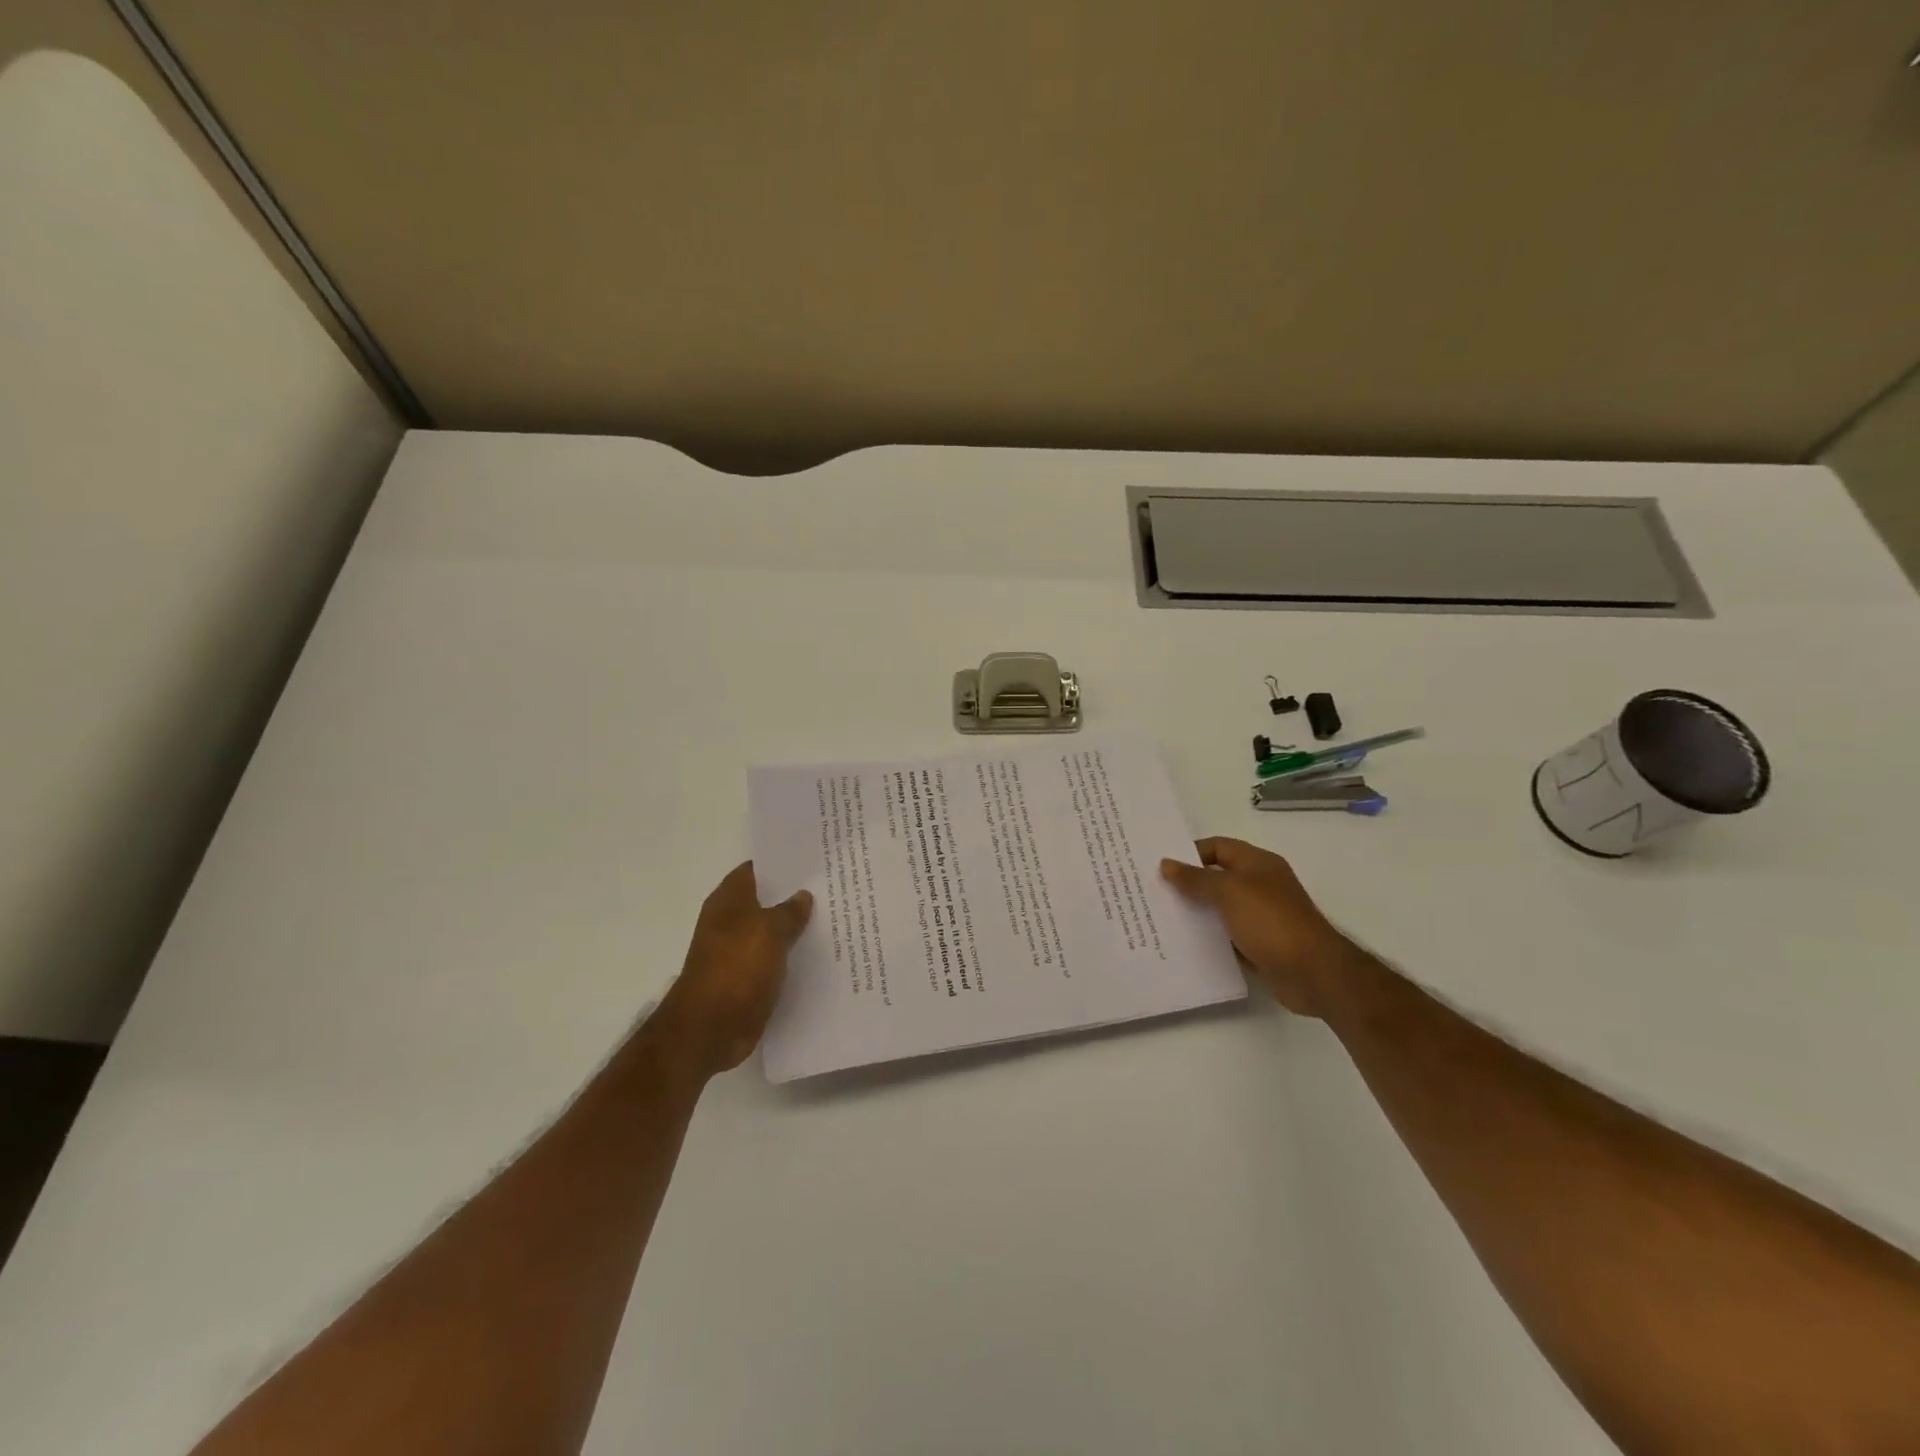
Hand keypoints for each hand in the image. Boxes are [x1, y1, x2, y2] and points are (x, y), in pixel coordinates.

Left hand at [652, 862, 812, 1077]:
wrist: (709, 1028)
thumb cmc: (736, 968)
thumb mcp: (769, 931)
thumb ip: (789, 911)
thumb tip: (803, 896)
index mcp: (729, 901)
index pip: (756, 869)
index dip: (782, 863)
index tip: (813, 860)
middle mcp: (730, 922)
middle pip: (766, 901)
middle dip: (795, 896)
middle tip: (833, 887)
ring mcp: (738, 952)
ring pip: (773, 932)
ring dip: (796, 929)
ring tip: (835, 918)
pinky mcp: (747, 980)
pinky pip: (775, 961)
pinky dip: (792, 958)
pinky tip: (821, 955)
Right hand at [1160, 837, 1353, 1017]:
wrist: (1314, 974)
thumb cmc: (1271, 922)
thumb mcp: (1229, 892)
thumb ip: (1195, 878)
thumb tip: (1166, 864)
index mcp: (1258, 864)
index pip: (1217, 847)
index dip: (1189, 853)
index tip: (1160, 866)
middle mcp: (1259, 886)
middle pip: (1216, 877)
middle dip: (1187, 884)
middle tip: (1153, 891)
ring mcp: (1260, 917)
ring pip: (1219, 908)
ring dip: (1195, 912)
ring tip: (1160, 918)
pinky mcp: (1259, 944)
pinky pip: (1226, 936)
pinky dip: (1207, 937)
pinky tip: (1183, 943)